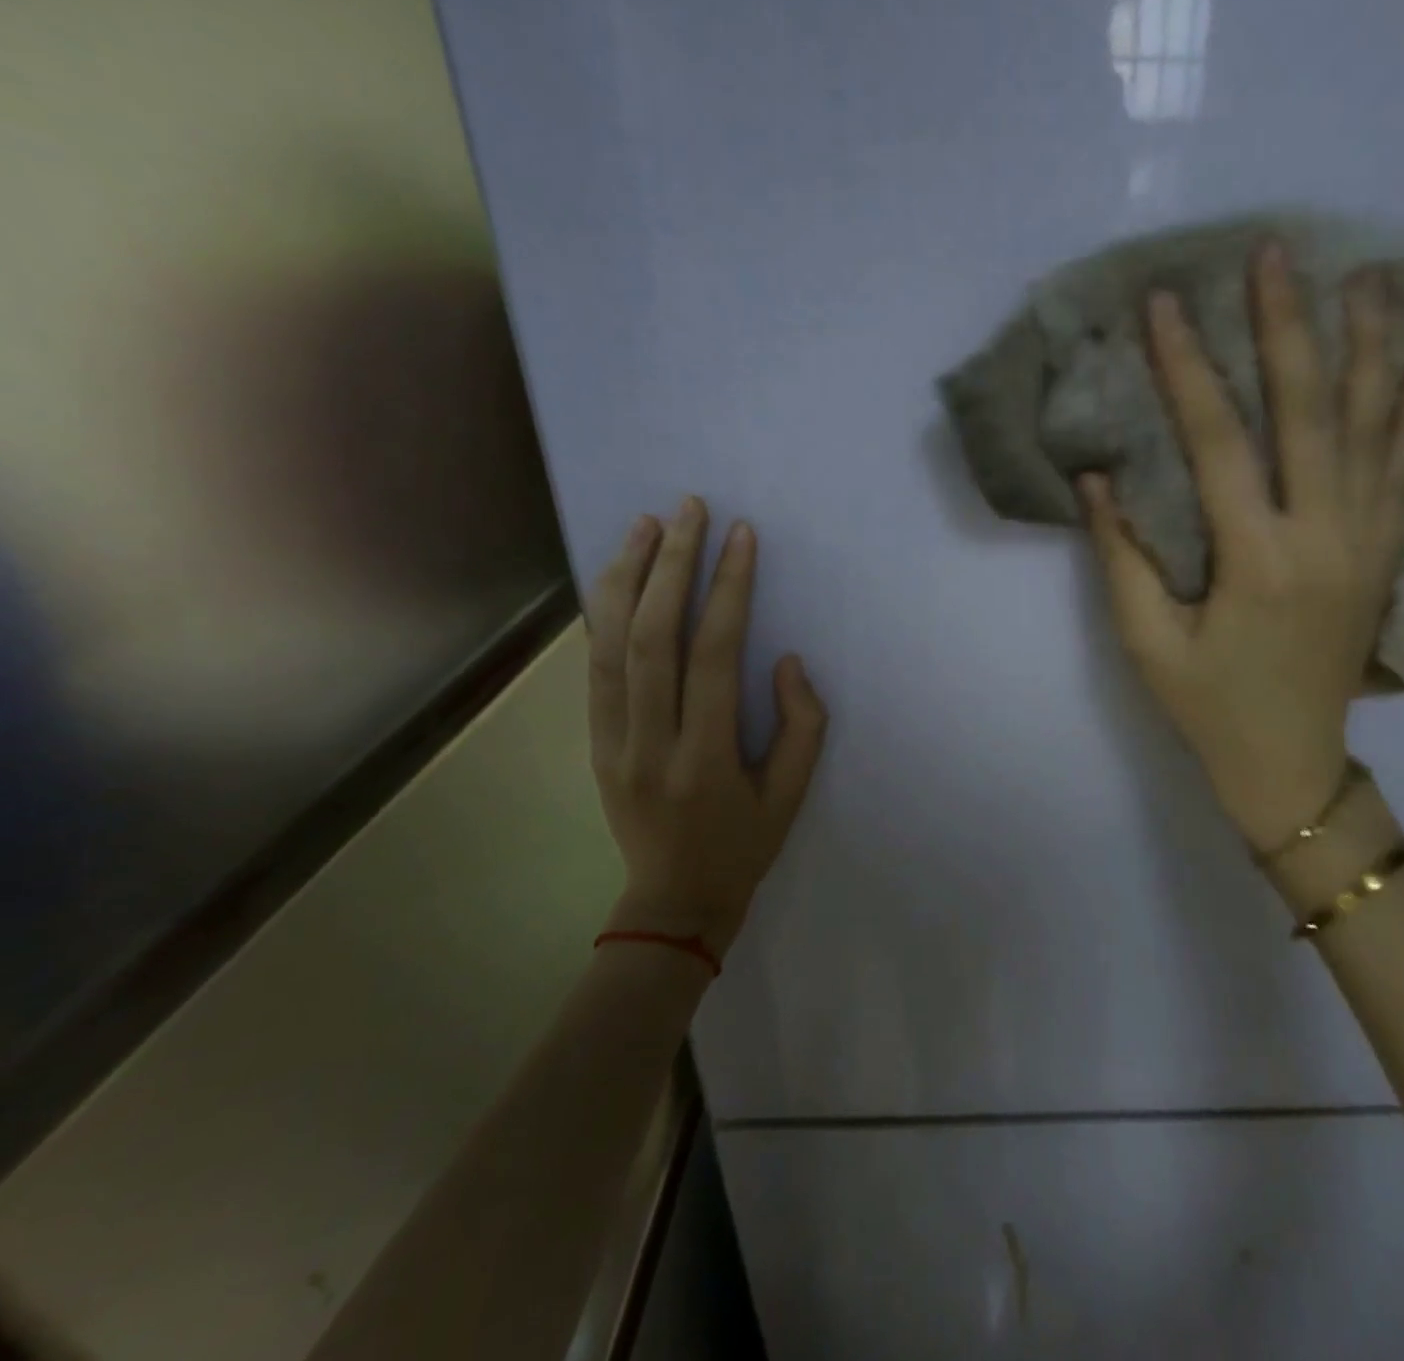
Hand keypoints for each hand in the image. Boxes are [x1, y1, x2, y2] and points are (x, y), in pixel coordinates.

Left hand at [586, 497, 827, 959]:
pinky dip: (603, 613)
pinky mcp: (594, 741)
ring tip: (646, 524)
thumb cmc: (743, 846)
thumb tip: (784, 660)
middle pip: (650, 636)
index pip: (713, 656)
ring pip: (609, 644)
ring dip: (625, 576)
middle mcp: (649, 742)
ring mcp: (611, 741)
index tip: (741, 537)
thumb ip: (802, 725)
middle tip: (689, 509)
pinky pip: (595, 666)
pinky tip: (618, 575)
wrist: (672, 902)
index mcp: (705, 758)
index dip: (728, 589)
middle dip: (670, 564)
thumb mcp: (793, 796)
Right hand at [1079, 243, 1403, 853]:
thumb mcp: (1146, 644)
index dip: (1187, 369)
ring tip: (1368, 278)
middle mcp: (1323, 537)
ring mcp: (1366, 544)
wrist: (1292, 765)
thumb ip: (1121, 559)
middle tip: (1274, 253)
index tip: (1164, 305)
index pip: (1219, 442)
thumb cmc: (1208, 708)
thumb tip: (1097, 480)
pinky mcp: (1384, 558)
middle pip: (1310, 412)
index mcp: (1256, 560)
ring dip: (1371, 348)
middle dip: (1288, 327)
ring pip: (1376, 428)